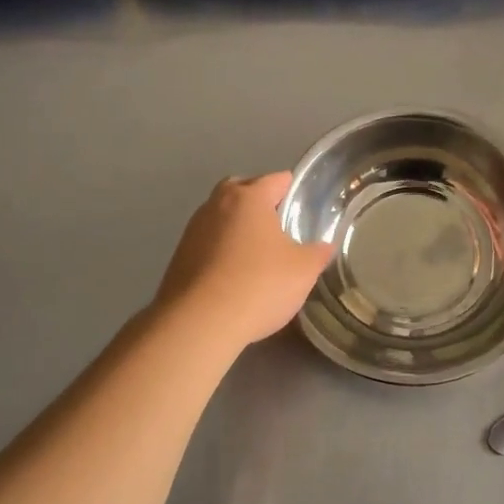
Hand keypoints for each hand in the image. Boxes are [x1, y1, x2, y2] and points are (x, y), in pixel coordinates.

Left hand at [154, 173, 333, 351]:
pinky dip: (222, 250)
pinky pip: (208, 242)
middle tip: (280, 226)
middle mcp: (217, 204)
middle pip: (242, 190)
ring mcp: (193, 230)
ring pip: (222, 216)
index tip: (305, 207)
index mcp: (249, 198)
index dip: (294, 190)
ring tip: (258, 253)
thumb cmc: (258, 285)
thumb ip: (317, 253)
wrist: (199, 323)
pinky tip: (235, 274)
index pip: (277, 180)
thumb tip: (324, 246)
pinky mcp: (179, 256)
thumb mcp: (303, 271)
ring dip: (238, 227)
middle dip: (260, 202)